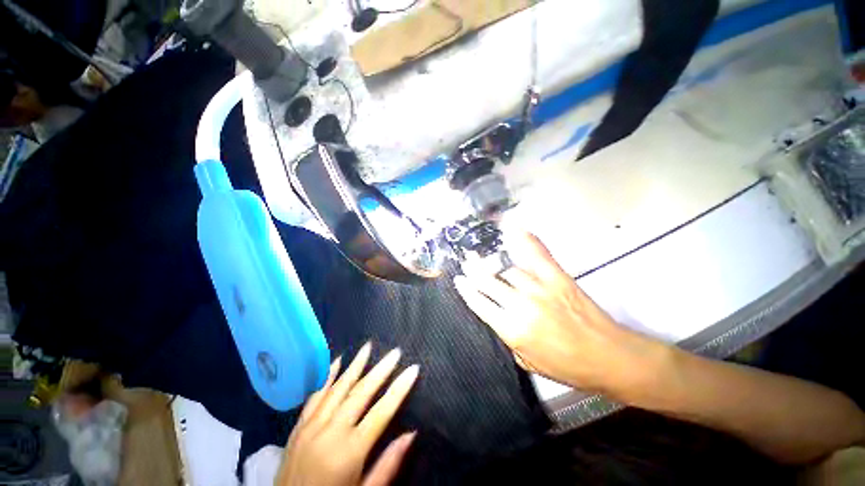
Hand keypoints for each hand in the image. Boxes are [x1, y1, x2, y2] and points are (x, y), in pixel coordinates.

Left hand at [276, 343, 418, 485]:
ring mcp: (312, 426)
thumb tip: (411, 434)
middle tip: (395, 352)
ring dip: (355, 365)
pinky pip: (315, 395)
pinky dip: (327, 376)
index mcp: (350, 451)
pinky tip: (337, 360)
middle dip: (381, 370)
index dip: (400, 388)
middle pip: (361, 392)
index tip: (413, 369)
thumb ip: (387, 465)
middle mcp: (331, 431)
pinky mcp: (298, 426)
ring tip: (368, 347)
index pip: (382, 411)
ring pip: (338, 387)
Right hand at [453, 231, 665, 395]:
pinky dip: (524, 240)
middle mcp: (521, 305)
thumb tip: (494, 315)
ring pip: (508, 269)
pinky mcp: (557, 277)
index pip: (480, 304)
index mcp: (512, 330)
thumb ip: (506, 337)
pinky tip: (512, 229)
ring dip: (493, 263)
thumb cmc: (566, 366)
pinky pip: (536, 253)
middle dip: (473, 270)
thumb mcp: (527, 362)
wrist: (608, 357)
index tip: (458, 280)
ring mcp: (540, 287)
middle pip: (488, 282)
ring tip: (484, 257)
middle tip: (466, 261)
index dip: (466, 290)